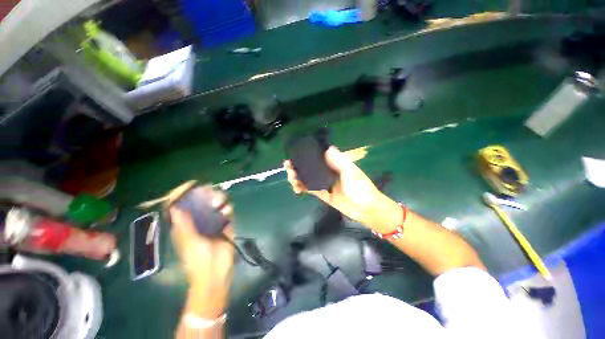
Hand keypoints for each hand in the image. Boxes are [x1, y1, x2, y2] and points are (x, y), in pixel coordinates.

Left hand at [169, 186, 234, 287]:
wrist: (216, 274)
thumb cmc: (198, 260)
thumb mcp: (189, 242)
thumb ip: (184, 225)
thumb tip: (175, 207)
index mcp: (186, 225)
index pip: (185, 206)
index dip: (188, 196)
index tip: (195, 186)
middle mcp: (199, 221)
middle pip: (202, 203)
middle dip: (207, 196)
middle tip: (211, 193)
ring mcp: (214, 223)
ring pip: (216, 206)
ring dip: (219, 201)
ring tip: (219, 203)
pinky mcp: (226, 226)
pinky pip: (227, 213)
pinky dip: (227, 209)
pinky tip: (227, 211)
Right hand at [284, 146, 401, 232]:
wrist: (366, 210)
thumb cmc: (361, 189)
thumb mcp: (352, 173)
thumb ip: (340, 162)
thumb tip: (328, 148)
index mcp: (336, 163)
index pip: (319, 155)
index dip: (307, 153)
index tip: (295, 152)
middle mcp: (328, 171)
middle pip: (310, 166)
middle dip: (298, 165)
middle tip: (288, 166)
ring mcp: (324, 182)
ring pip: (308, 177)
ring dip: (298, 176)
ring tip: (291, 177)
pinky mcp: (322, 193)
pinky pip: (310, 188)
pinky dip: (302, 187)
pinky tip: (296, 188)